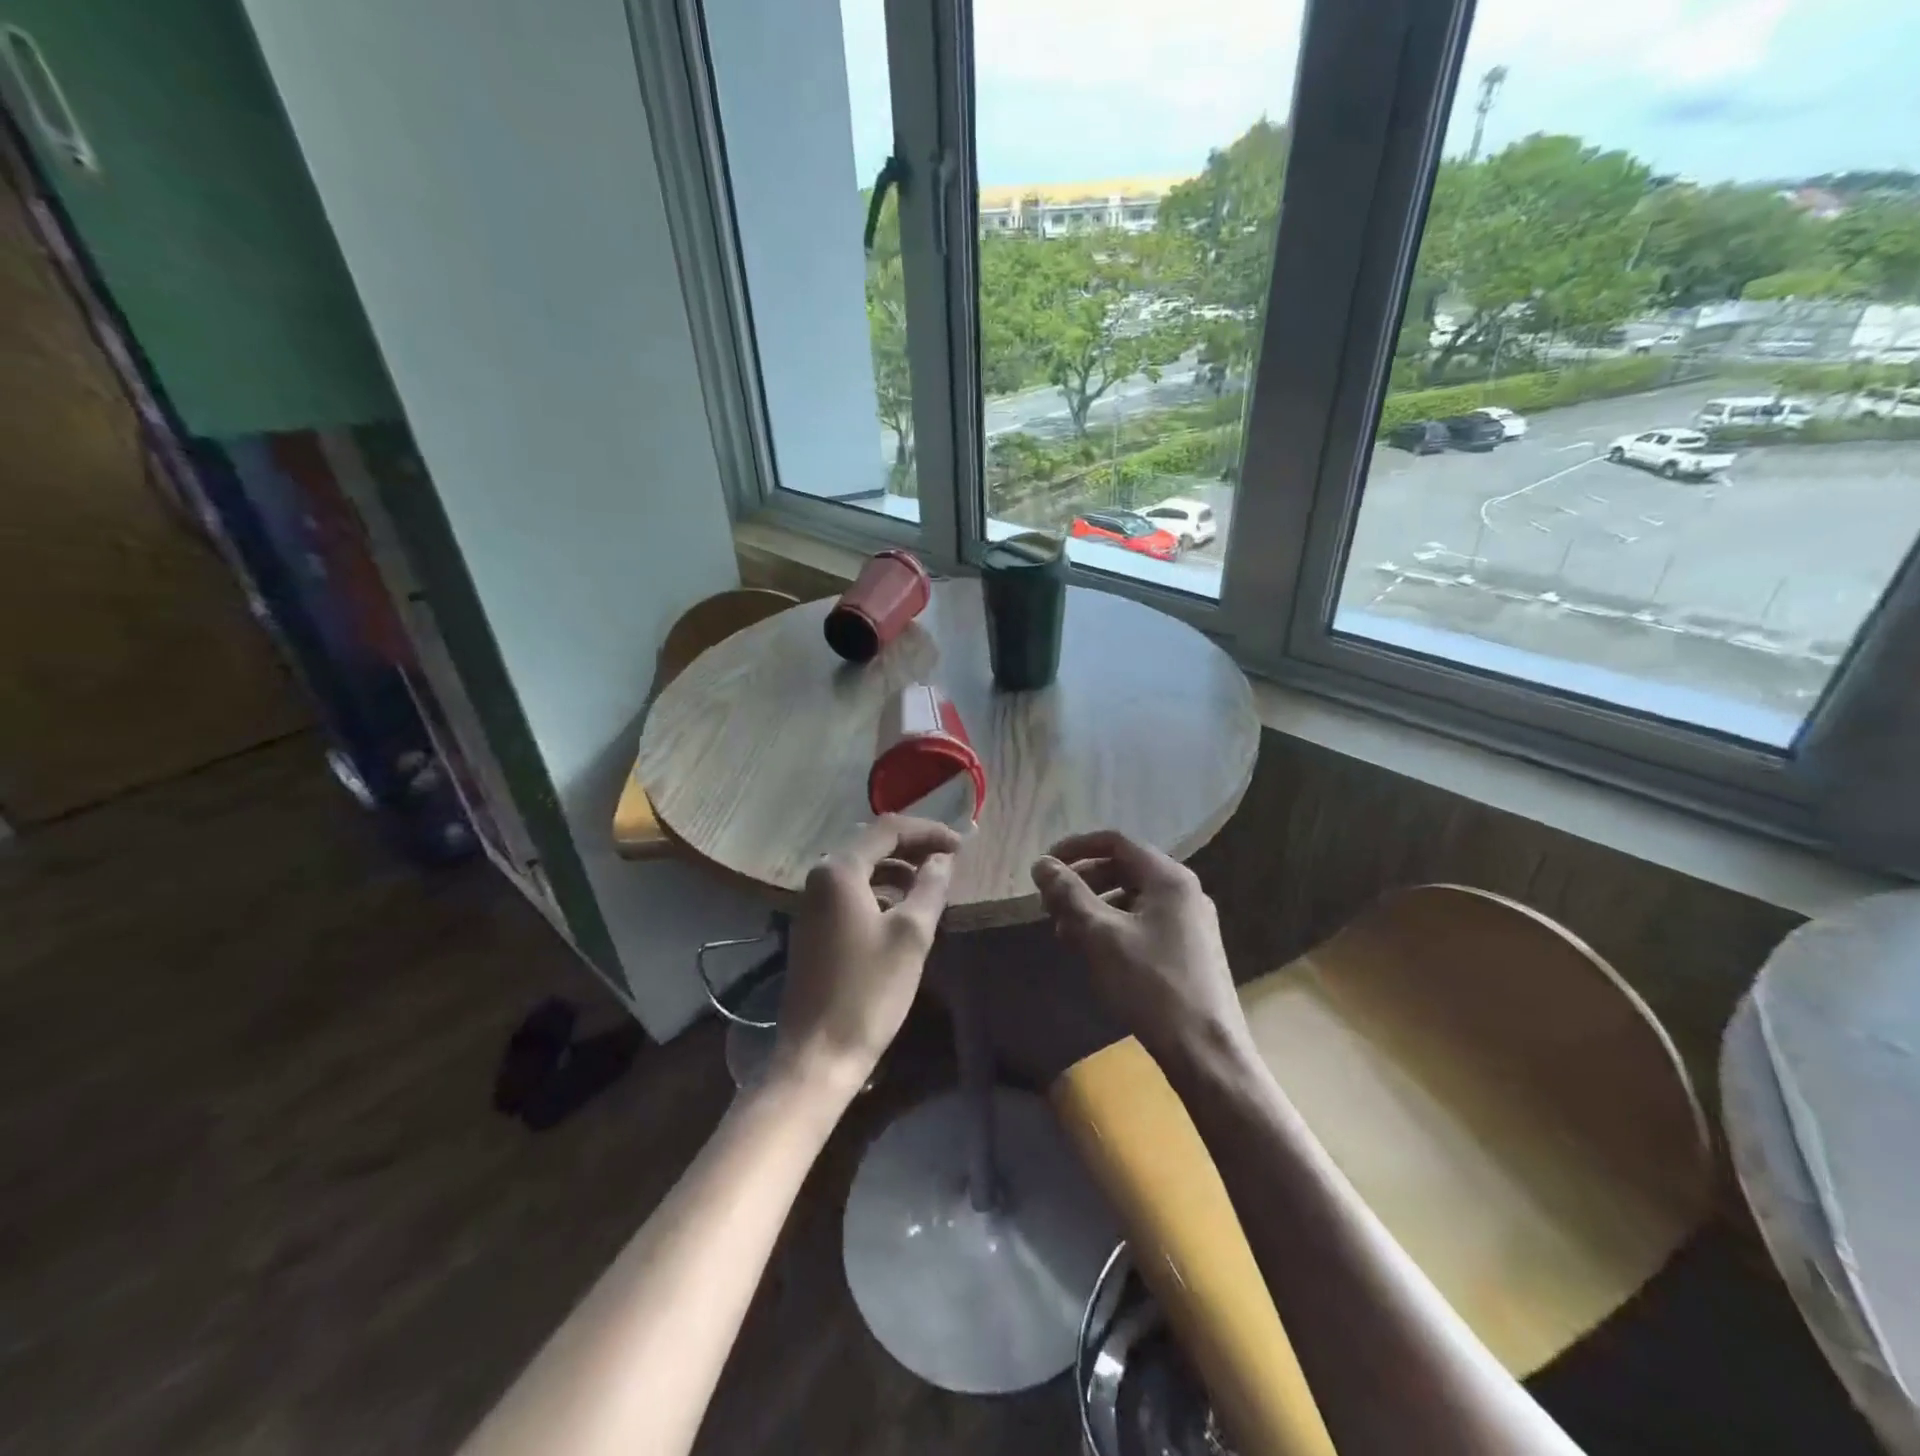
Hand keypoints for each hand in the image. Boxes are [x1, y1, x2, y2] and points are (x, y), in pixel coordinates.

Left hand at [772, 816, 959, 1094]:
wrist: (819, 1054)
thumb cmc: (869, 990)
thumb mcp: (911, 935)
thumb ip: (930, 887)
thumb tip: (942, 859)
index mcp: (839, 870)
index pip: (888, 829)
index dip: (928, 831)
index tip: (962, 845)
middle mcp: (819, 877)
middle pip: (872, 844)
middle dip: (912, 846)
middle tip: (950, 858)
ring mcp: (812, 903)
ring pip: (862, 869)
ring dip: (897, 869)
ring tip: (932, 883)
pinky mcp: (814, 928)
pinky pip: (852, 892)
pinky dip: (881, 890)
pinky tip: (903, 909)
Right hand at [1031, 830, 1249, 1068]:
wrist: (1206, 1052)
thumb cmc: (1151, 985)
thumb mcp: (1100, 935)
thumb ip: (1069, 894)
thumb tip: (1042, 864)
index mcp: (1169, 878)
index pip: (1115, 842)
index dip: (1076, 848)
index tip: (1045, 866)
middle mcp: (1184, 891)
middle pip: (1124, 869)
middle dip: (1083, 882)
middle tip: (1051, 905)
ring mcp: (1190, 922)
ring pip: (1132, 898)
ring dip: (1095, 908)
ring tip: (1066, 934)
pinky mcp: (1189, 950)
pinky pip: (1143, 922)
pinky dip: (1114, 928)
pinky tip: (1094, 954)